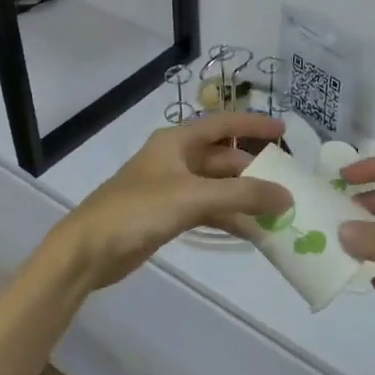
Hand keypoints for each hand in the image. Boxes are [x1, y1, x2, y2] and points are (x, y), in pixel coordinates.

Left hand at [52, 113, 290, 289]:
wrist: (88, 250)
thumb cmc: (138, 210)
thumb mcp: (193, 197)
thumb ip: (242, 195)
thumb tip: (286, 196)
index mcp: (177, 141)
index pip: (223, 124)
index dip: (253, 124)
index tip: (284, 131)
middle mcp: (175, 159)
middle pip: (223, 158)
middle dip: (253, 171)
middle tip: (286, 185)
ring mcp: (171, 188)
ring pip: (217, 187)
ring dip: (243, 198)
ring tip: (277, 213)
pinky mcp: (168, 215)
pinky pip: (207, 210)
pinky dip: (228, 217)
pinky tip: (252, 232)